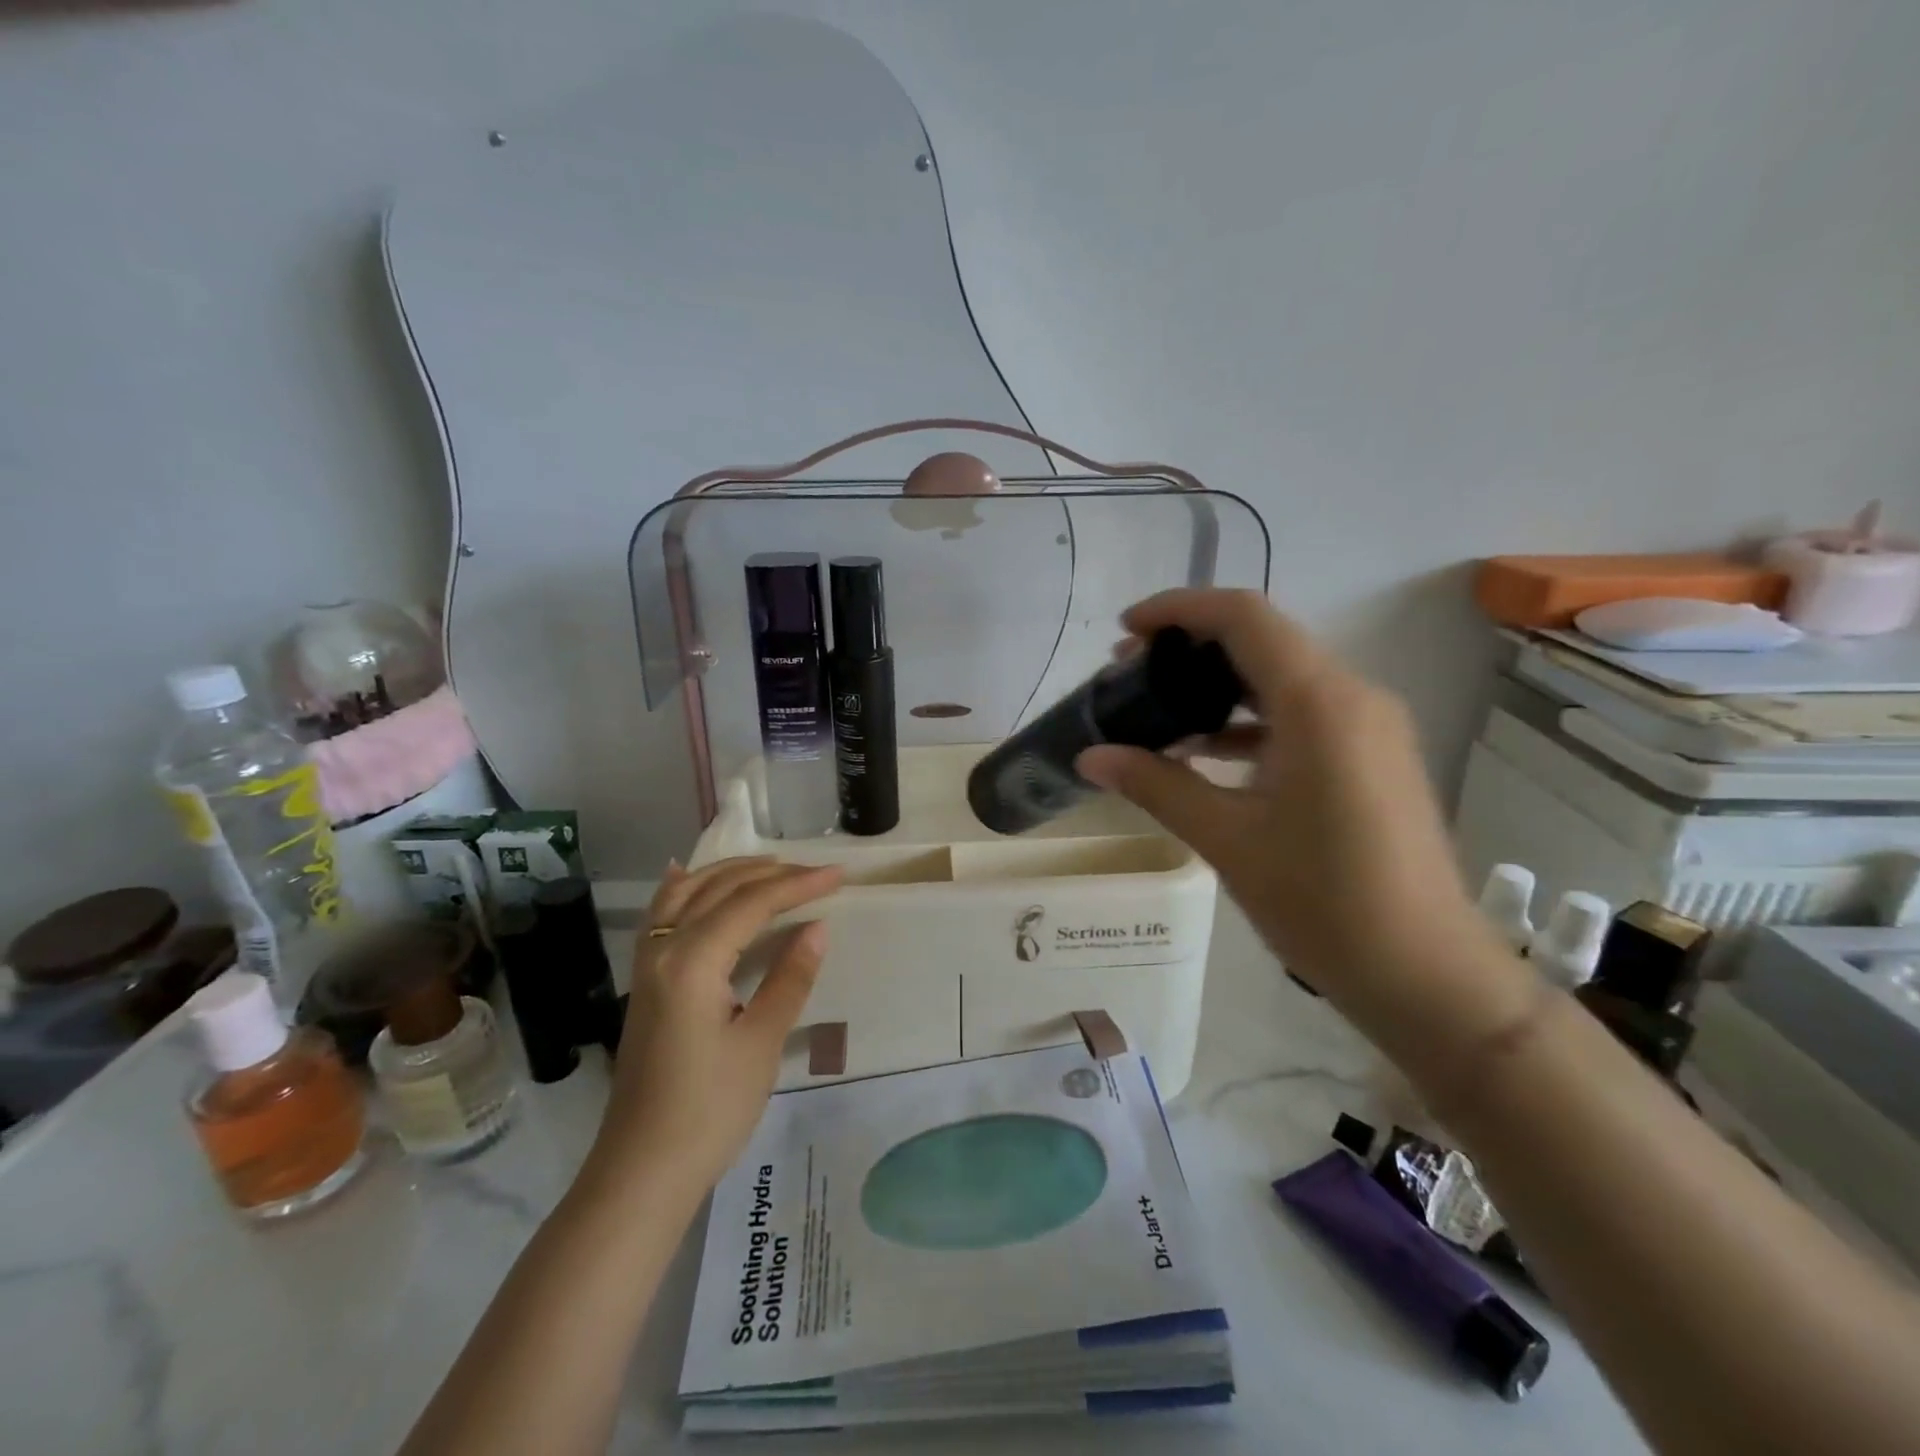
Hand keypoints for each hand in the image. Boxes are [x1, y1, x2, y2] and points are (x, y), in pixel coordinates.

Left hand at [587, 857, 843, 1197]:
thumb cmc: (709, 1110)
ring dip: (729, 873)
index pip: (751, 904)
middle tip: (817, 872)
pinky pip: (661, 915)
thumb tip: (817, 927)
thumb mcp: (761, 1043)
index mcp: (693, 962)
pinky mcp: (644, 982)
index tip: (839, 875)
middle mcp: (664, 949)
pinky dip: (682, 889)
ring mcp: (647, 964)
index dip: (798, 885)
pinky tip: (686, 876)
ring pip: (686, 894)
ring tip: (770, 865)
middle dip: (771, 874)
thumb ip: (789, 978)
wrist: (642, 1169)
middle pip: (719, 889)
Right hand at [1077, 589, 1506, 1022]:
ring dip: (1218, 686)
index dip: (1178, 609)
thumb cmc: (1322, 902)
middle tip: (1130, 675)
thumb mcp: (1227, 838)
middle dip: (1191, 647)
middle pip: (1262, 641)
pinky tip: (1204, 753)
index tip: (1125, 631)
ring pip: (1281, 678)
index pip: (1244, 617)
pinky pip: (1301, 715)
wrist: (1424, 973)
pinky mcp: (1371, 757)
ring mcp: (1368, 727)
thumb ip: (1156, 785)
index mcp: (1320, 703)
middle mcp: (1352, 697)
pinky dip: (1248, 721)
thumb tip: (1091, 757)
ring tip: (1157, 713)